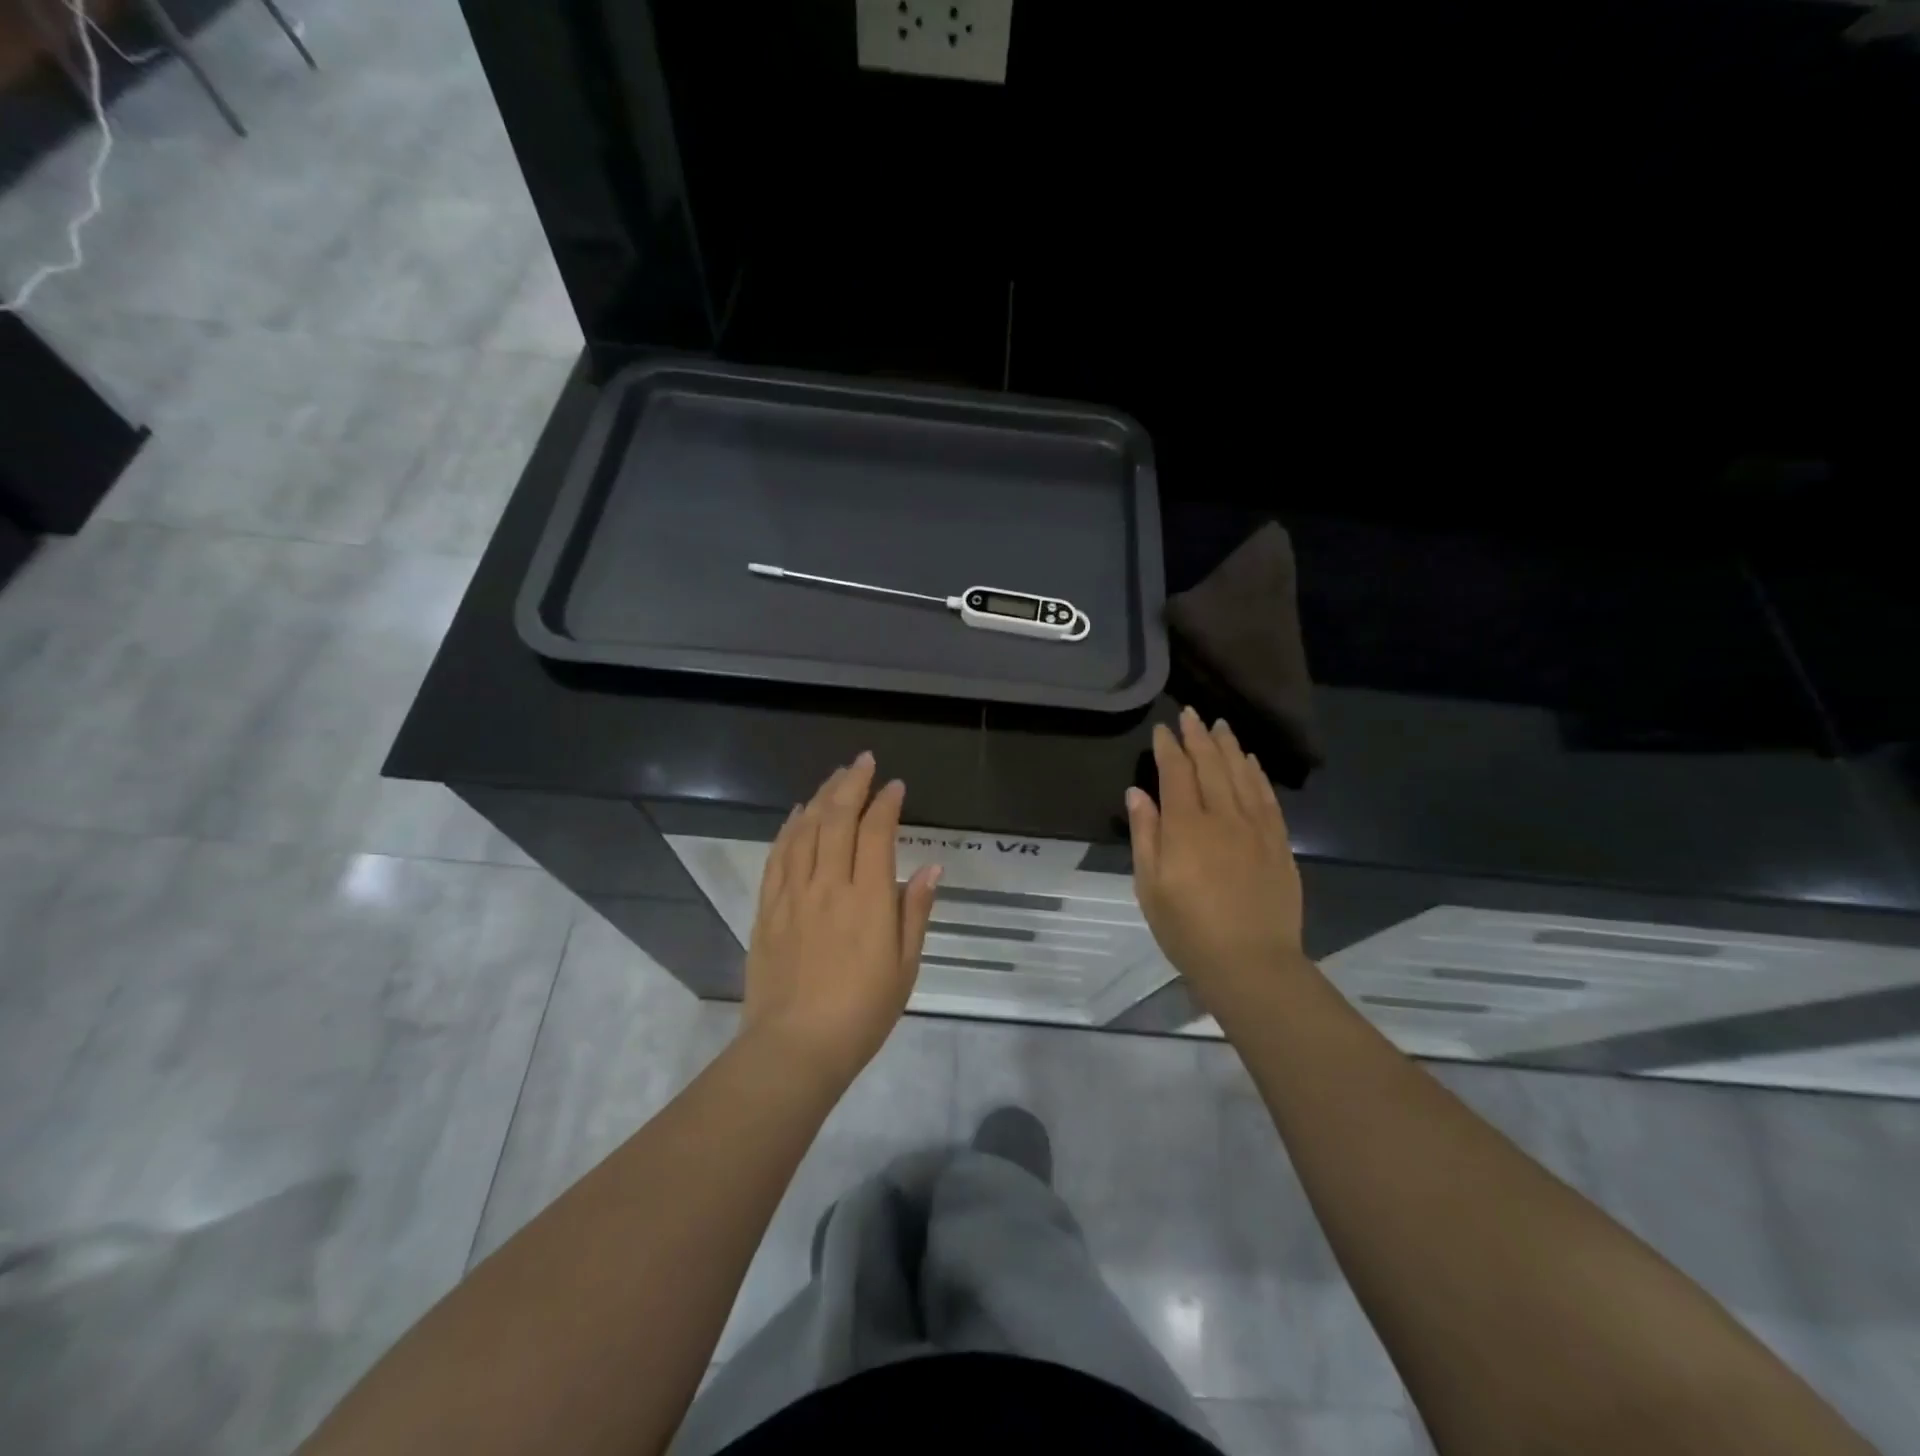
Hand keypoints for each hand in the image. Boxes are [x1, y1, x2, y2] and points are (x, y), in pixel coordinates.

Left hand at [741, 752, 941, 1081]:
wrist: (795, 1048)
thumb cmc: (861, 1013)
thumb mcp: (905, 968)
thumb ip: (915, 912)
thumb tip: (932, 867)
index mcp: (867, 899)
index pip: (876, 833)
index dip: (886, 803)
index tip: (895, 786)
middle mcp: (828, 885)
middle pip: (837, 819)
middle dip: (852, 784)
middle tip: (863, 761)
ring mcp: (793, 894)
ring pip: (805, 830)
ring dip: (821, 797)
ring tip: (835, 777)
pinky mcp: (768, 908)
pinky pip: (778, 855)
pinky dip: (789, 827)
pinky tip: (797, 813)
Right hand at [1126, 707, 1305, 1014]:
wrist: (1251, 963)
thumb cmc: (1188, 930)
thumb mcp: (1150, 886)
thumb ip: (1145, 835)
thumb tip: (1137, 793)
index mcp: (1186, 827)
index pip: (1176, 774)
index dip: (1169, 748)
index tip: (1162, 728)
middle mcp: (1223, 817)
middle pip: (1211, 766)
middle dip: (1199, 737)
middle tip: (1191, 714)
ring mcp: (1256, 828)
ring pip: (1242, 775)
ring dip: (1229, 747)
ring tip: (1221, 726)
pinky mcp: (1278, 843)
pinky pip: (1267, 798)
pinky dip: (1257, 775)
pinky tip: (1251, 762)